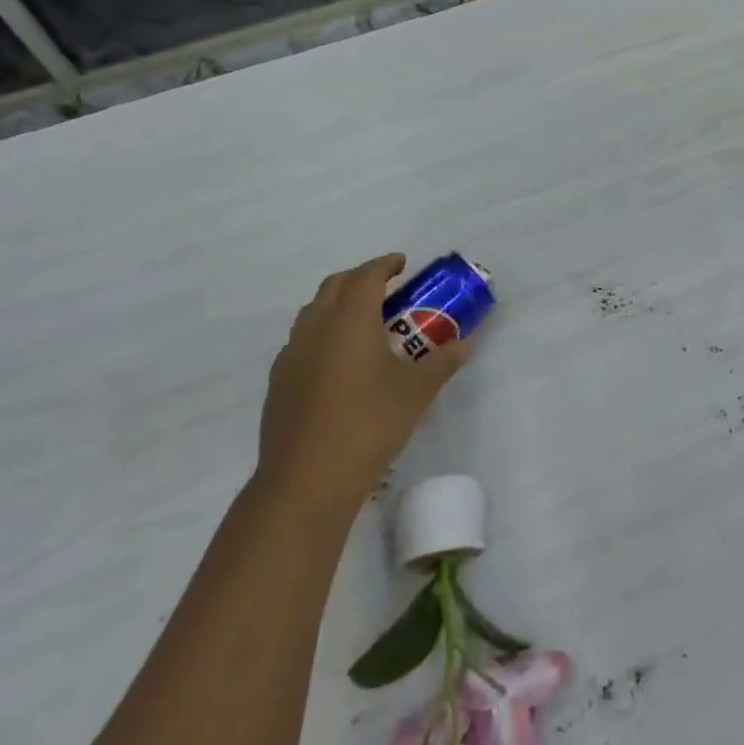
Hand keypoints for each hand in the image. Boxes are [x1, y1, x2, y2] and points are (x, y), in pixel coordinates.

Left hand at [258, 253, 468, 507]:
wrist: (306, 481)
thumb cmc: (368, 424)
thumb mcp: (417, 392)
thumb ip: (442, 362)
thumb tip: (464, 345)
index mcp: (350, 319)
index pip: (366, 277)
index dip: (385, 265)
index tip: (402, 263)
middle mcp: (316, 327)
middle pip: (334, 286)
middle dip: (359, 279)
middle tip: (385, 288)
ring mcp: (292, 356)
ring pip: (313, 312)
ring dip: (337, 305)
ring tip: (363, 322)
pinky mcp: (279, 383)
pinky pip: (302, 342)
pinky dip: (322, 335)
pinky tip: (339, 362)